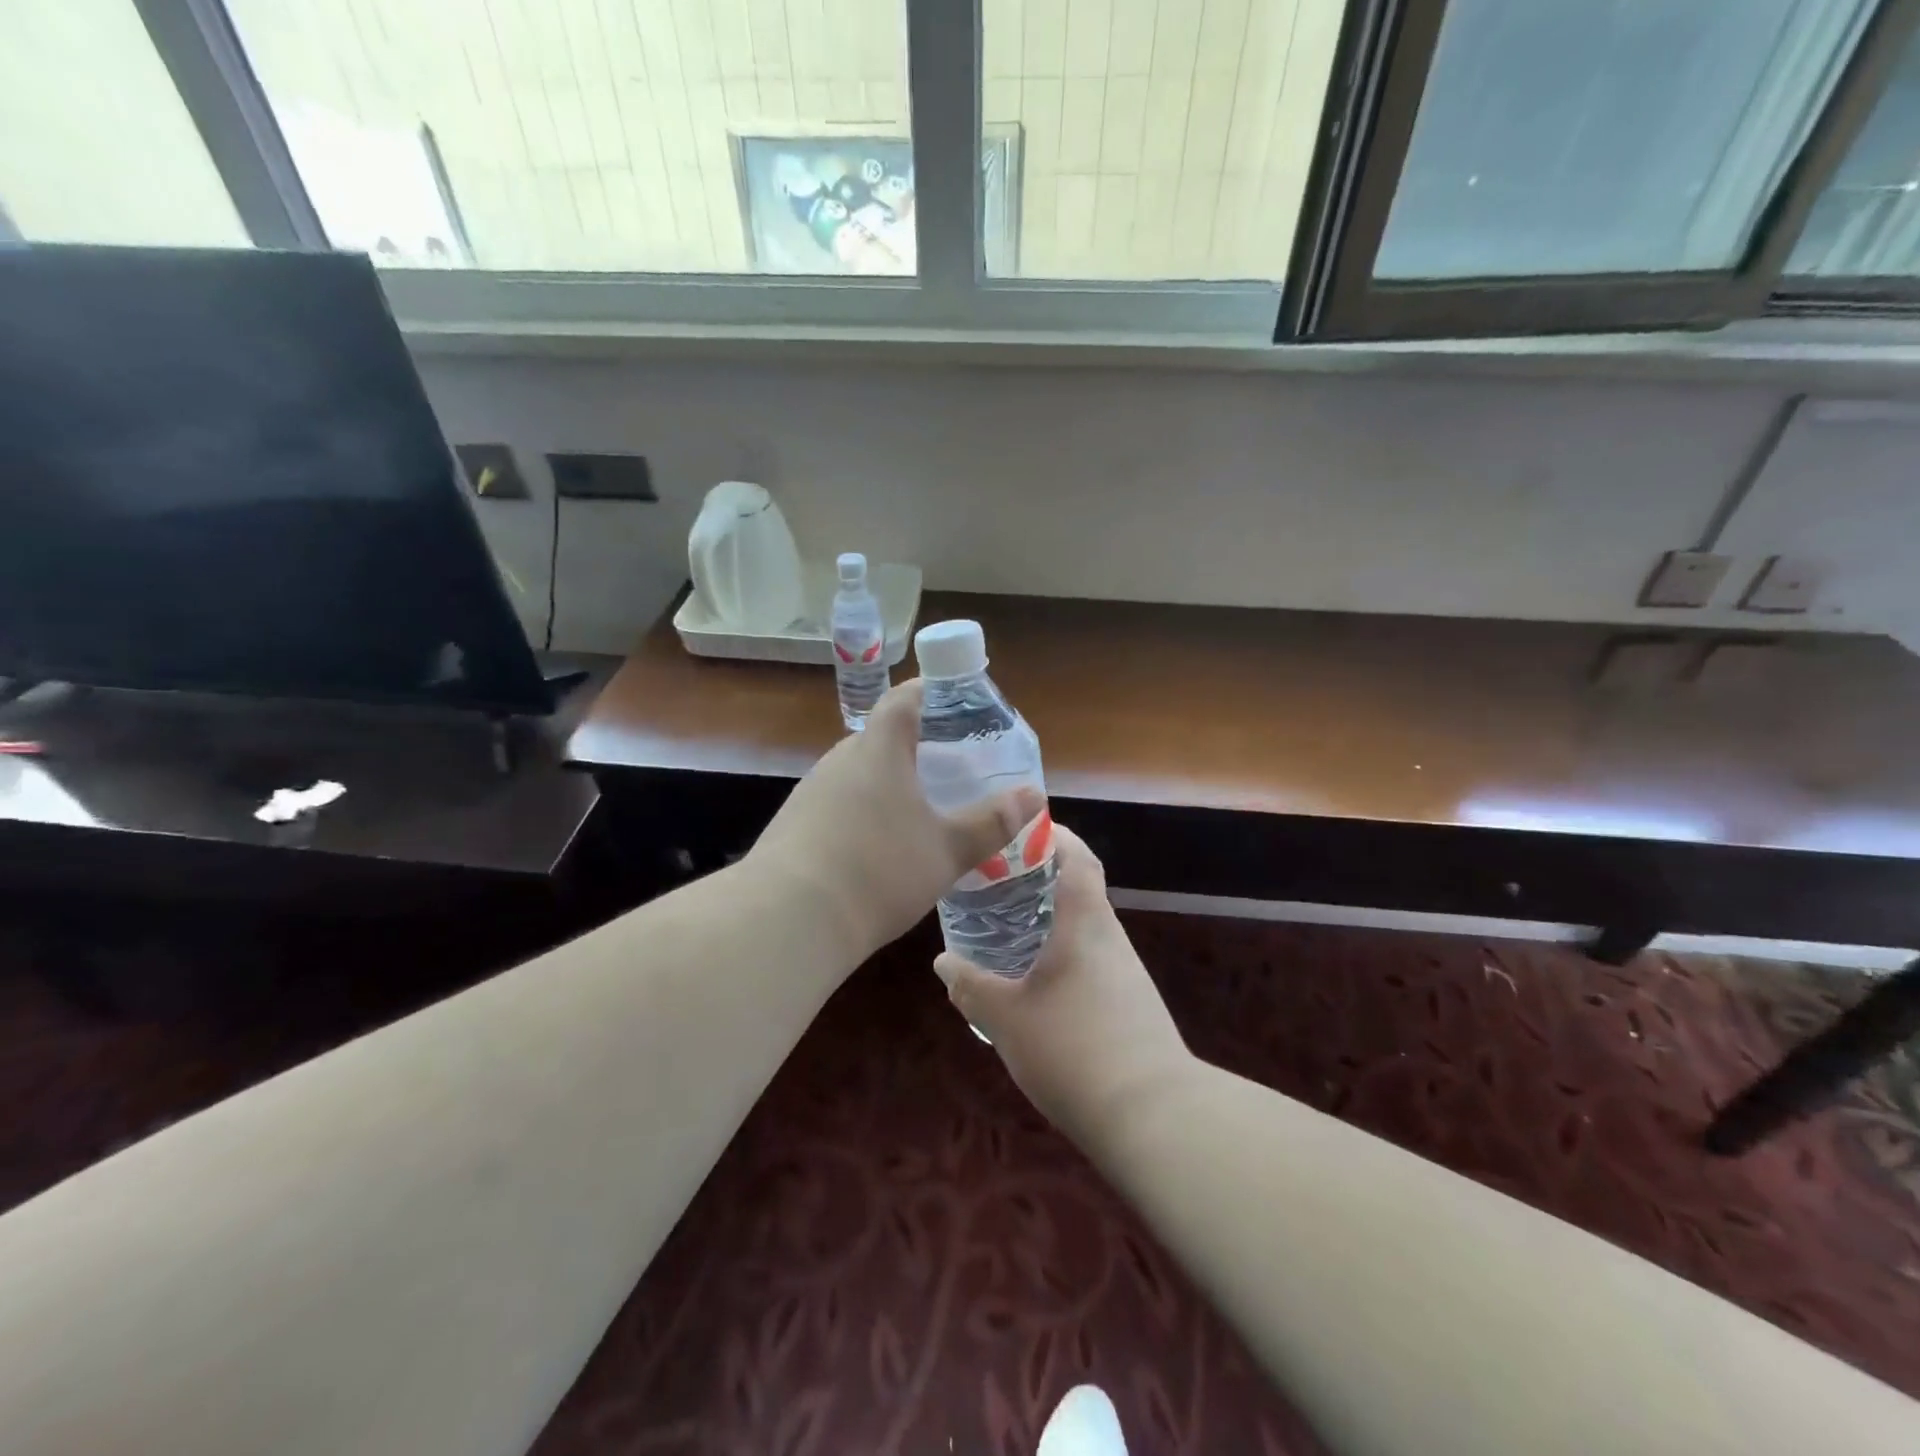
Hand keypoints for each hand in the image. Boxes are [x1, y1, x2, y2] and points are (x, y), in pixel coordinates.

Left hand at [747, 679, 1044, 965]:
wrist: (789, 919)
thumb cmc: (879, 870)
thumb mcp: (947, 850)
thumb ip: (991, 823)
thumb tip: (1034, 796)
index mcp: (878, 749)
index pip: (903, 699)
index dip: (930, 692)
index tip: (956, 702)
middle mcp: (840, 760)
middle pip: (882, 737)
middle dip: (917, 746)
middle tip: (951, 768)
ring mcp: (811, 792)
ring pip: (859, 773)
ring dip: (889, 782)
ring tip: (921, 808)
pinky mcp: (794, 824)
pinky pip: (839, 803)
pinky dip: (864, 811)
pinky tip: (879, 846)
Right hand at [936, 825, 1191, 1148]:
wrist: (1153, 1116)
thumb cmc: (1073, 1050)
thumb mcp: (1005, 1018)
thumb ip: (970, 986)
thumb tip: (942, 962)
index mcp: (1085, 923)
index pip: (1078, 858)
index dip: (1055, 835)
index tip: (1022, 828)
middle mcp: (1111, 938)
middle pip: (1081, 890)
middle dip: (1042, 878)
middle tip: (998, 881)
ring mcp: (1127, 973)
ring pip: (1086, 928)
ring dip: (1053, 919)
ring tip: (1009, 928)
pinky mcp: (1133, 1005)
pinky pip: (1094, 961)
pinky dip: (1065, 954)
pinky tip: (1038, 982)